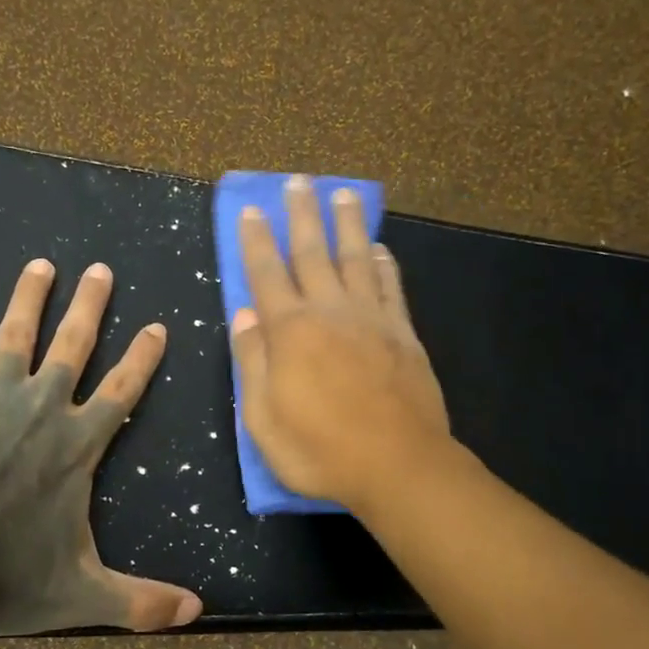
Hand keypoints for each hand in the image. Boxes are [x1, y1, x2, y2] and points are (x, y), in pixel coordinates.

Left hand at [0, 259, 203, 634]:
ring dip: (27, 298)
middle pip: (73, 346)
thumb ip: (141, 602)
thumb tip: (197, 613)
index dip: (143, 357)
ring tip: (39, 264)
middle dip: (90, 306)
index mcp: (77, 446)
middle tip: (100, 269)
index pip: (122, 391)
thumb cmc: (9, 579)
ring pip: (13, 337)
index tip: (157, 325)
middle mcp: (40, 410)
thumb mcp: (84, 594)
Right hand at [231, 176, 450, 513]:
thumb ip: (251, 361)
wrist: (398, 466)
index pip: (266, 274)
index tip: (252, 210)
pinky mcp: (403, 333)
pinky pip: (391, 287)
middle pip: (313, 253)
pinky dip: (385, 263)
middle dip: (302, 216)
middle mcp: (330, 312)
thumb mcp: (262, 418)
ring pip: (356, 258)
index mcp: (290, 332)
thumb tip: (245, 314)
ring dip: (347, 225)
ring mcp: (371, 319)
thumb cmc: (320, 450)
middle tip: (299, 182)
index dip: (257, 241)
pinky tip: (380, 247)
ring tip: (343, 194)